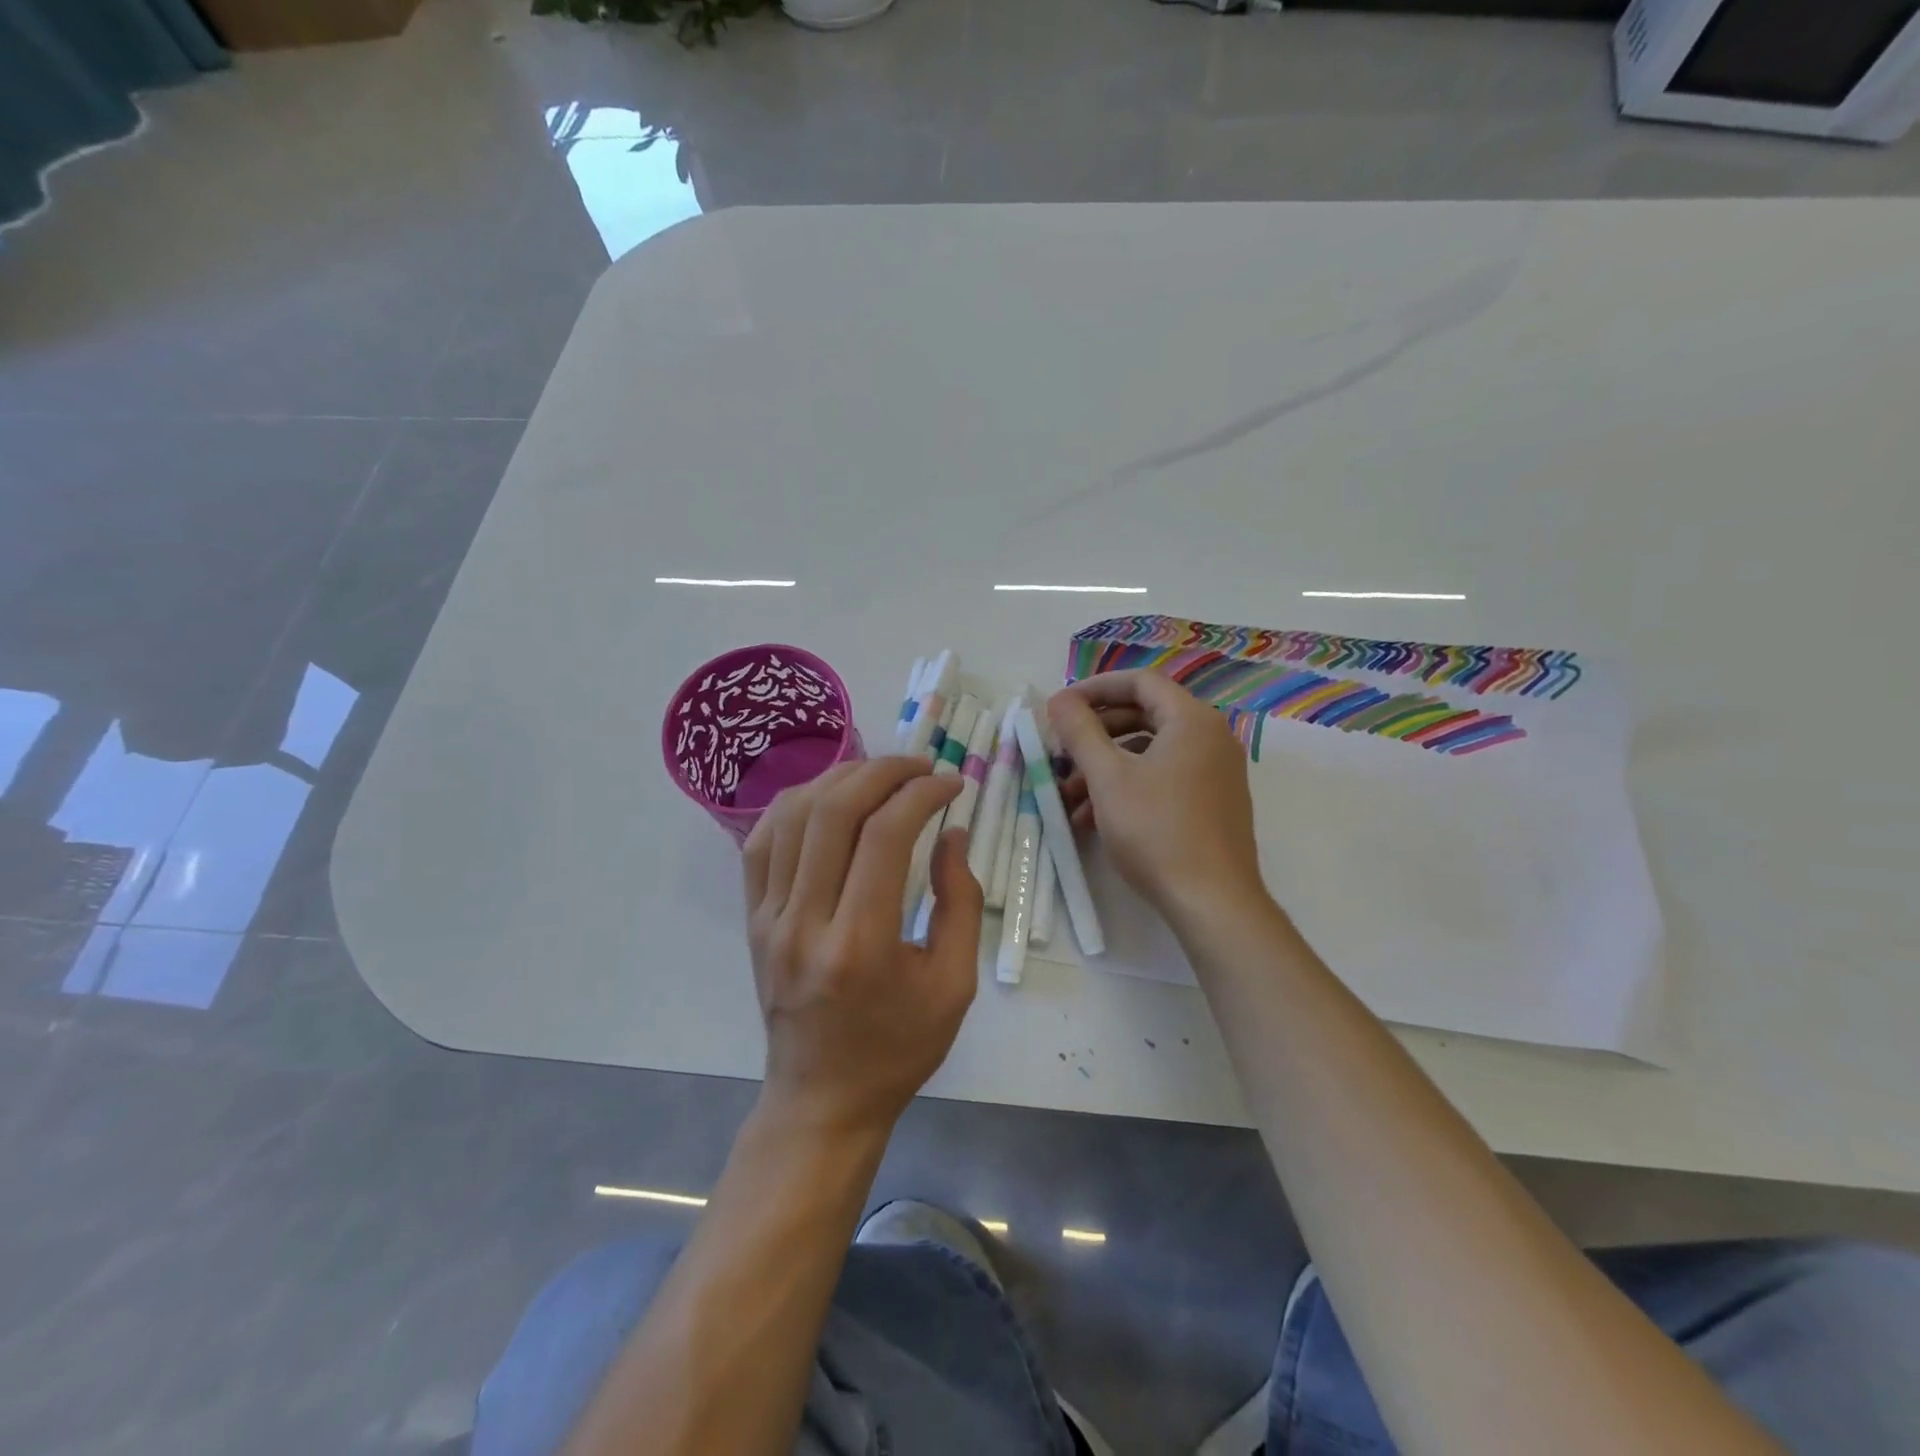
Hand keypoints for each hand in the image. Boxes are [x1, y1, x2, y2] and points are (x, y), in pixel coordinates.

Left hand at [742, 757, 982, 1134]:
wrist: (822, 1099)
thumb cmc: (898, 1048)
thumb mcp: (954, 985)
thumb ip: (959, 903)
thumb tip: (950, 834)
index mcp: (860, 944)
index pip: (885, 836)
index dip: (921, 794)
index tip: (952, 783)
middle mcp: (804, 923)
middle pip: (834, 811)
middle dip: (882, 772)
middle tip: (919, 766)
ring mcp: (768, 919)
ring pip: (791, 816)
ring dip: (839, 779)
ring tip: (878, 774)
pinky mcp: (752, 919)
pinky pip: (762, 841)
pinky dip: (795, 805)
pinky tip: (827, 798)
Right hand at [1049, 670, 1264, 922]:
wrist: (1212, 901)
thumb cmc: (1156, 830)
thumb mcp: (1108, 778)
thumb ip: (1080, 731)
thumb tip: (1059, 700)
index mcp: (1192, 720)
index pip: (1139, 682)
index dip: (1094, 689)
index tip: (1060, 709)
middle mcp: (1211, 737)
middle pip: (1144, 716)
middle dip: (1096, 734)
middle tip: (1062, 753)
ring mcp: (1216, 771)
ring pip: (1151, 752)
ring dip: (1106, 766)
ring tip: (1070, 796)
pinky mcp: (1214, 802)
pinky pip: (1165, 777)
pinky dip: (1129, 787)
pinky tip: (1095, 818)